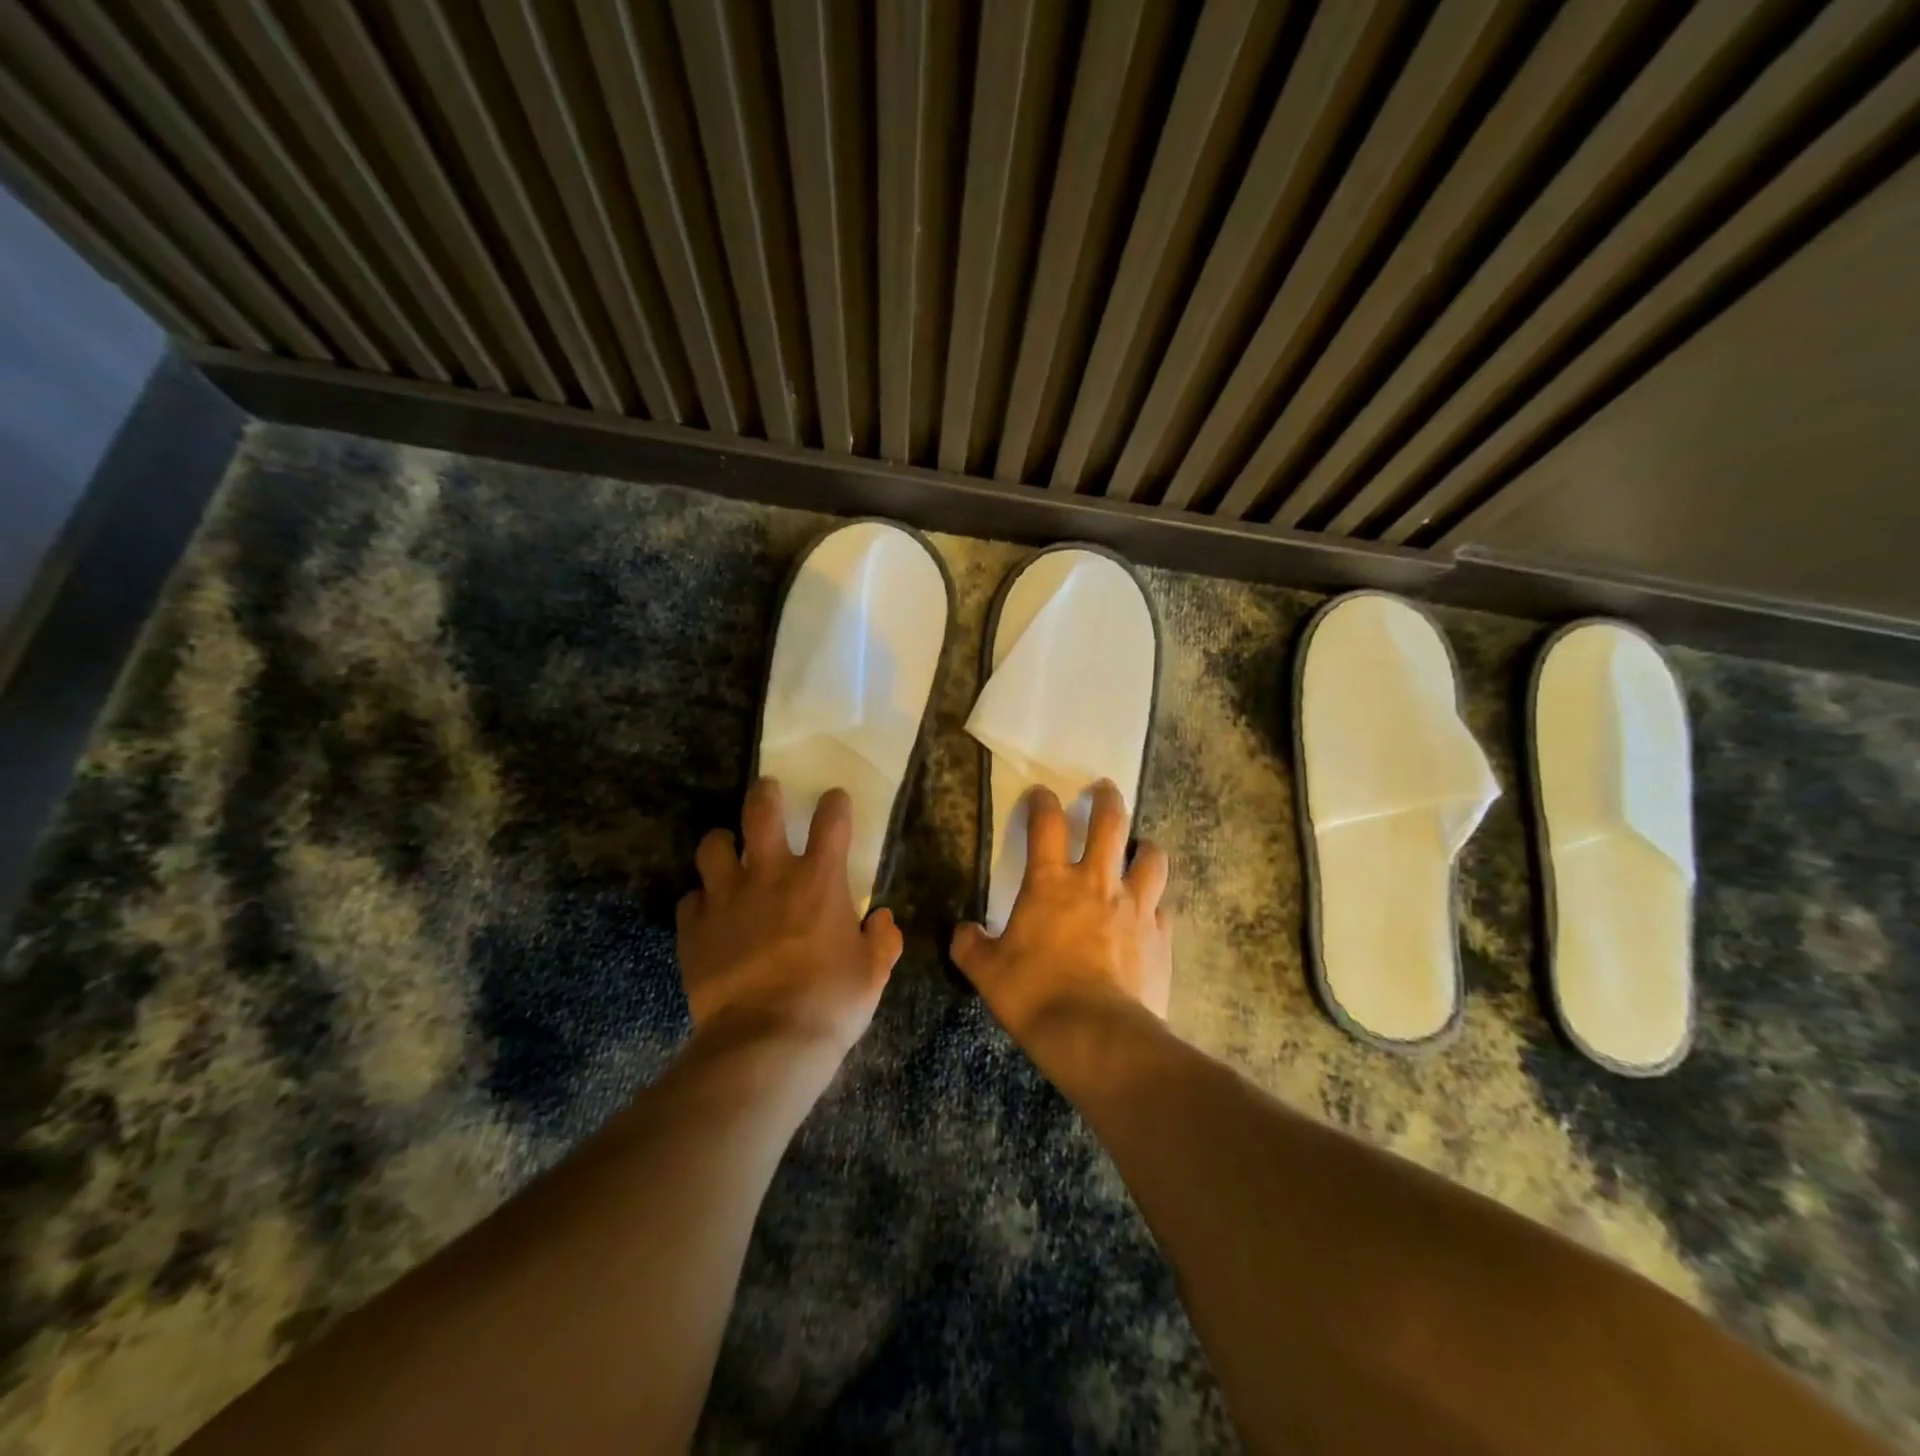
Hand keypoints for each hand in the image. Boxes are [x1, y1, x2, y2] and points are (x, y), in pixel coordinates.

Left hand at [677, 778, 903, 1055]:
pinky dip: (701, 901)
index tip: (834, 801)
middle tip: (768, 793)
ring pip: (713, 845)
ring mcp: (726, 898)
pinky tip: (709, 914)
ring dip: (723, 844)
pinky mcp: (694, 928)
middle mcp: (770, 875)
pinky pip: (691, 899)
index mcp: (819, 880)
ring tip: (729, 854)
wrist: (766, 1043)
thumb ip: (883, 940)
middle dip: (765, 794)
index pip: (831, 819)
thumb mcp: (873, 973)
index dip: (834, 803)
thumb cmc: (830, 1002)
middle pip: (760, 810)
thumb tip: (883, 921)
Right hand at [950, 781, 1171, 1054]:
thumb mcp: (988, 973)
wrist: (1096, 1036)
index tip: (1041, 793)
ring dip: (1145, 847)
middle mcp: (1097, 883)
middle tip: (1104, 789)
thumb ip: (971, 946)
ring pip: (1151, 858)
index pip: (1046, 824)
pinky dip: (1156, 903)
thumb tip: (961, 932)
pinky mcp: (1161, 936)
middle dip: (1107, 799)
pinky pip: (1163, 907)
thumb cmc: (1035, 995)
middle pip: (1110, 823)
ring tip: (1140, 848)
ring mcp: (1135, 907)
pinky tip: (1150, 913)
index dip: (1042, 802)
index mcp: (1051, 883)